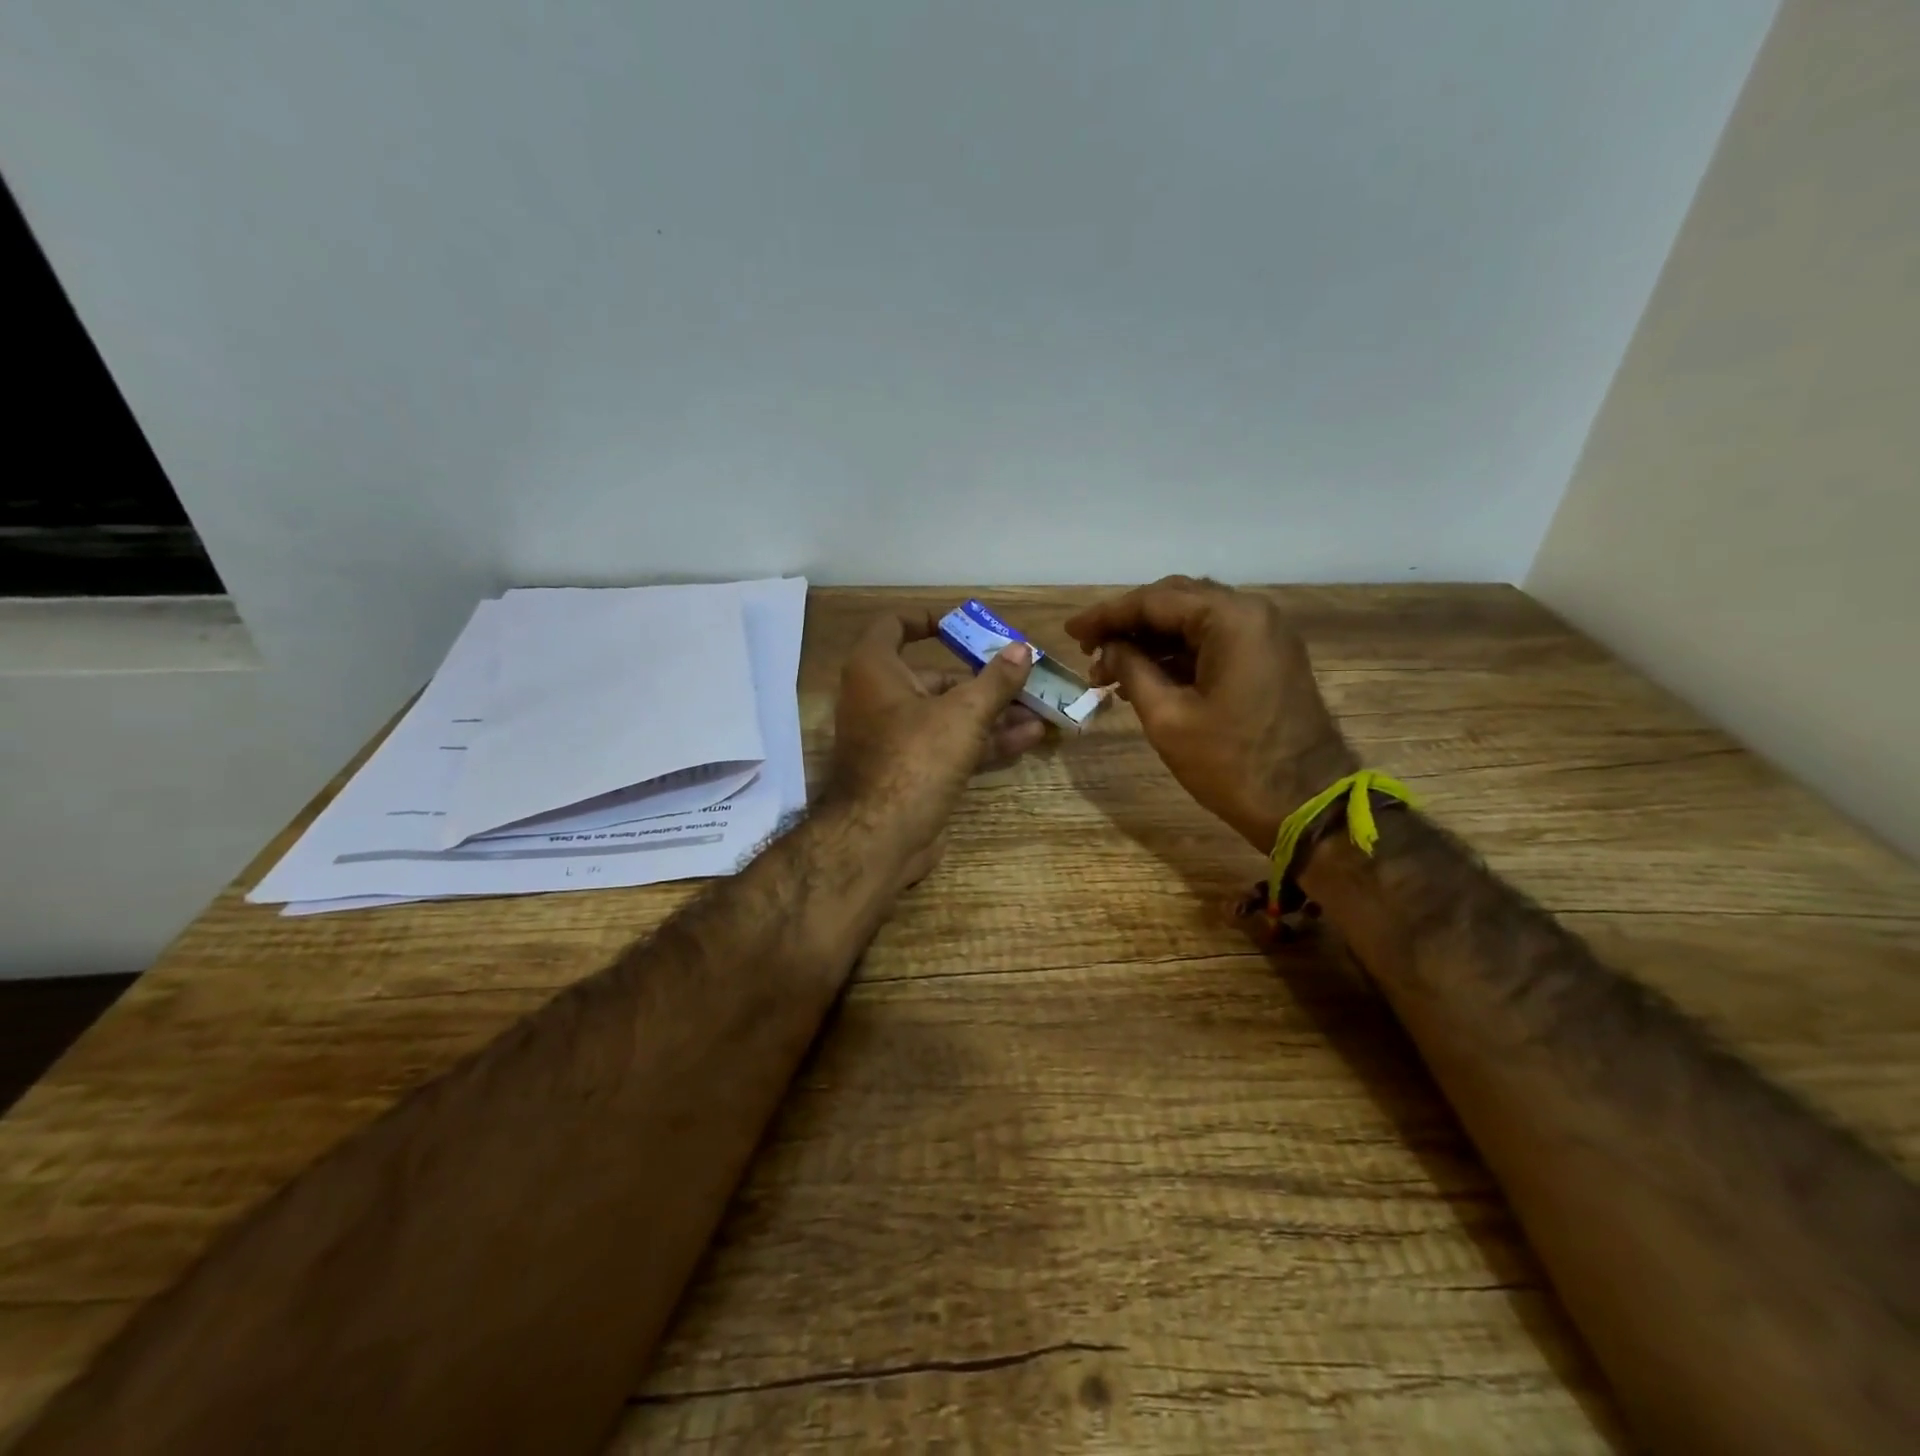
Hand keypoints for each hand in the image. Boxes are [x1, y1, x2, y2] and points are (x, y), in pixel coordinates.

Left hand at [826, 612, 1046, 886]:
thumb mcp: (964, 713)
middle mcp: (880, 699)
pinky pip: (950, 746)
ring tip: (1039, 709)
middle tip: (1024, 677)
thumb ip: (996, 680)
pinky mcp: (912, 773)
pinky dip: (983, 740)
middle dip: (983, 678)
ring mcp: (896, 740)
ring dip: (993, 712)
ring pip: (948, 716)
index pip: (893, 626)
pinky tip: (1027, 738)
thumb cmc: (916, 757)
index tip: (962, 625)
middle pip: (934, 677)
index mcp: (875, 670)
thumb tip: (1023, 650)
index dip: (927, 620)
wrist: (881, 837)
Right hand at [1065, 578, 1355, 852]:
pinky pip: (1214, 643)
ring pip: (1194, 622)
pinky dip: (1176, 655)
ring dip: (1150, 641)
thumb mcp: (1167, 717)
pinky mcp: (1268, 660)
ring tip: (1108, 670)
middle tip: (1088, 648)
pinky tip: (1144, 676)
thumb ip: (1131, 670)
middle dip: (1128, 624)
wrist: (1306, 805)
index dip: (1106, 615)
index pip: (1154, 600)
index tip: (1071, 633)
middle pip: (1176, 602)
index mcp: (1231, 619)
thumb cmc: (1231, 764)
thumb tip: (1108, 648)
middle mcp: (1252, 614)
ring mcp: (1265, 636)